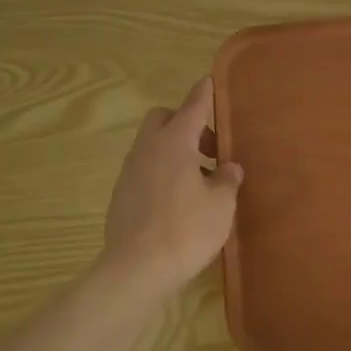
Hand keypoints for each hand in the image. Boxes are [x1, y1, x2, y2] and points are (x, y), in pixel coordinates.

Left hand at [99, 76, 242, 296]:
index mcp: (174, 142)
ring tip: (199, 179)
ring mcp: (130, 172)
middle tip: (209, 147)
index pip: (192, 106)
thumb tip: (229, 168)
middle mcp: (148, 149)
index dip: (203, 93)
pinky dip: (162, 172)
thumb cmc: (186, 230)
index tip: (209, 80)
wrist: (136, 270)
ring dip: (174, 150)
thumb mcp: (221, 205)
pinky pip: (144, 169)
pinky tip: (178, 200)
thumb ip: (227, 180)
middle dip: (185, 123)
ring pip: (152, 145)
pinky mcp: (121, 195)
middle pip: (163, 119)